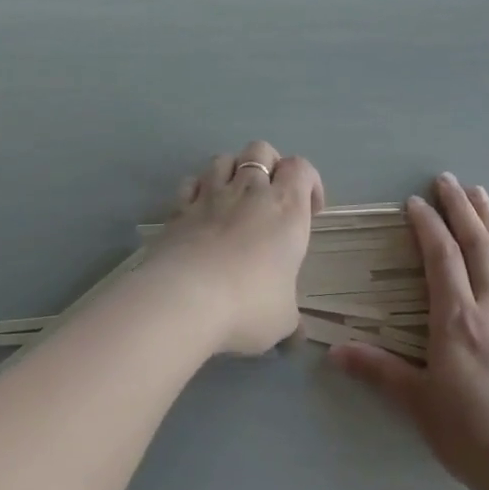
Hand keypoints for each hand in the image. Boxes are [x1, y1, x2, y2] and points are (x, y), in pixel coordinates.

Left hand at [138, 140, 323, 356]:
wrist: (186, 298)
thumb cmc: (249, 304)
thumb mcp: (282, 320)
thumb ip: (290, 321)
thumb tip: (296, 339)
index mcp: (286, 208)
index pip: (302, 168)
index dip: (309, 182)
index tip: (311, 211)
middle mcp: (250, 191)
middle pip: (261, 150)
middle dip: (269, 165)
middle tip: (270, 198)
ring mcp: (210, 195)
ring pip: (223, 158)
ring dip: (231, 172)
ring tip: (233, 199)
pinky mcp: (178, 209)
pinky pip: (190, 183)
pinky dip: (197, 190)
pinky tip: (200, 212)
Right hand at [330, 173, 488, 489]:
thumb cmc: (474, 438)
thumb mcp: (420, 406)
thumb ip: (378, 371)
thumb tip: (333, 350)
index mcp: (456, 320)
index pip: (440, 257)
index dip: (427, 225)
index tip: (414, 202)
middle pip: (475, 244)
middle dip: (459, 208)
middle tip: (446, 179)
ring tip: (478, 192)